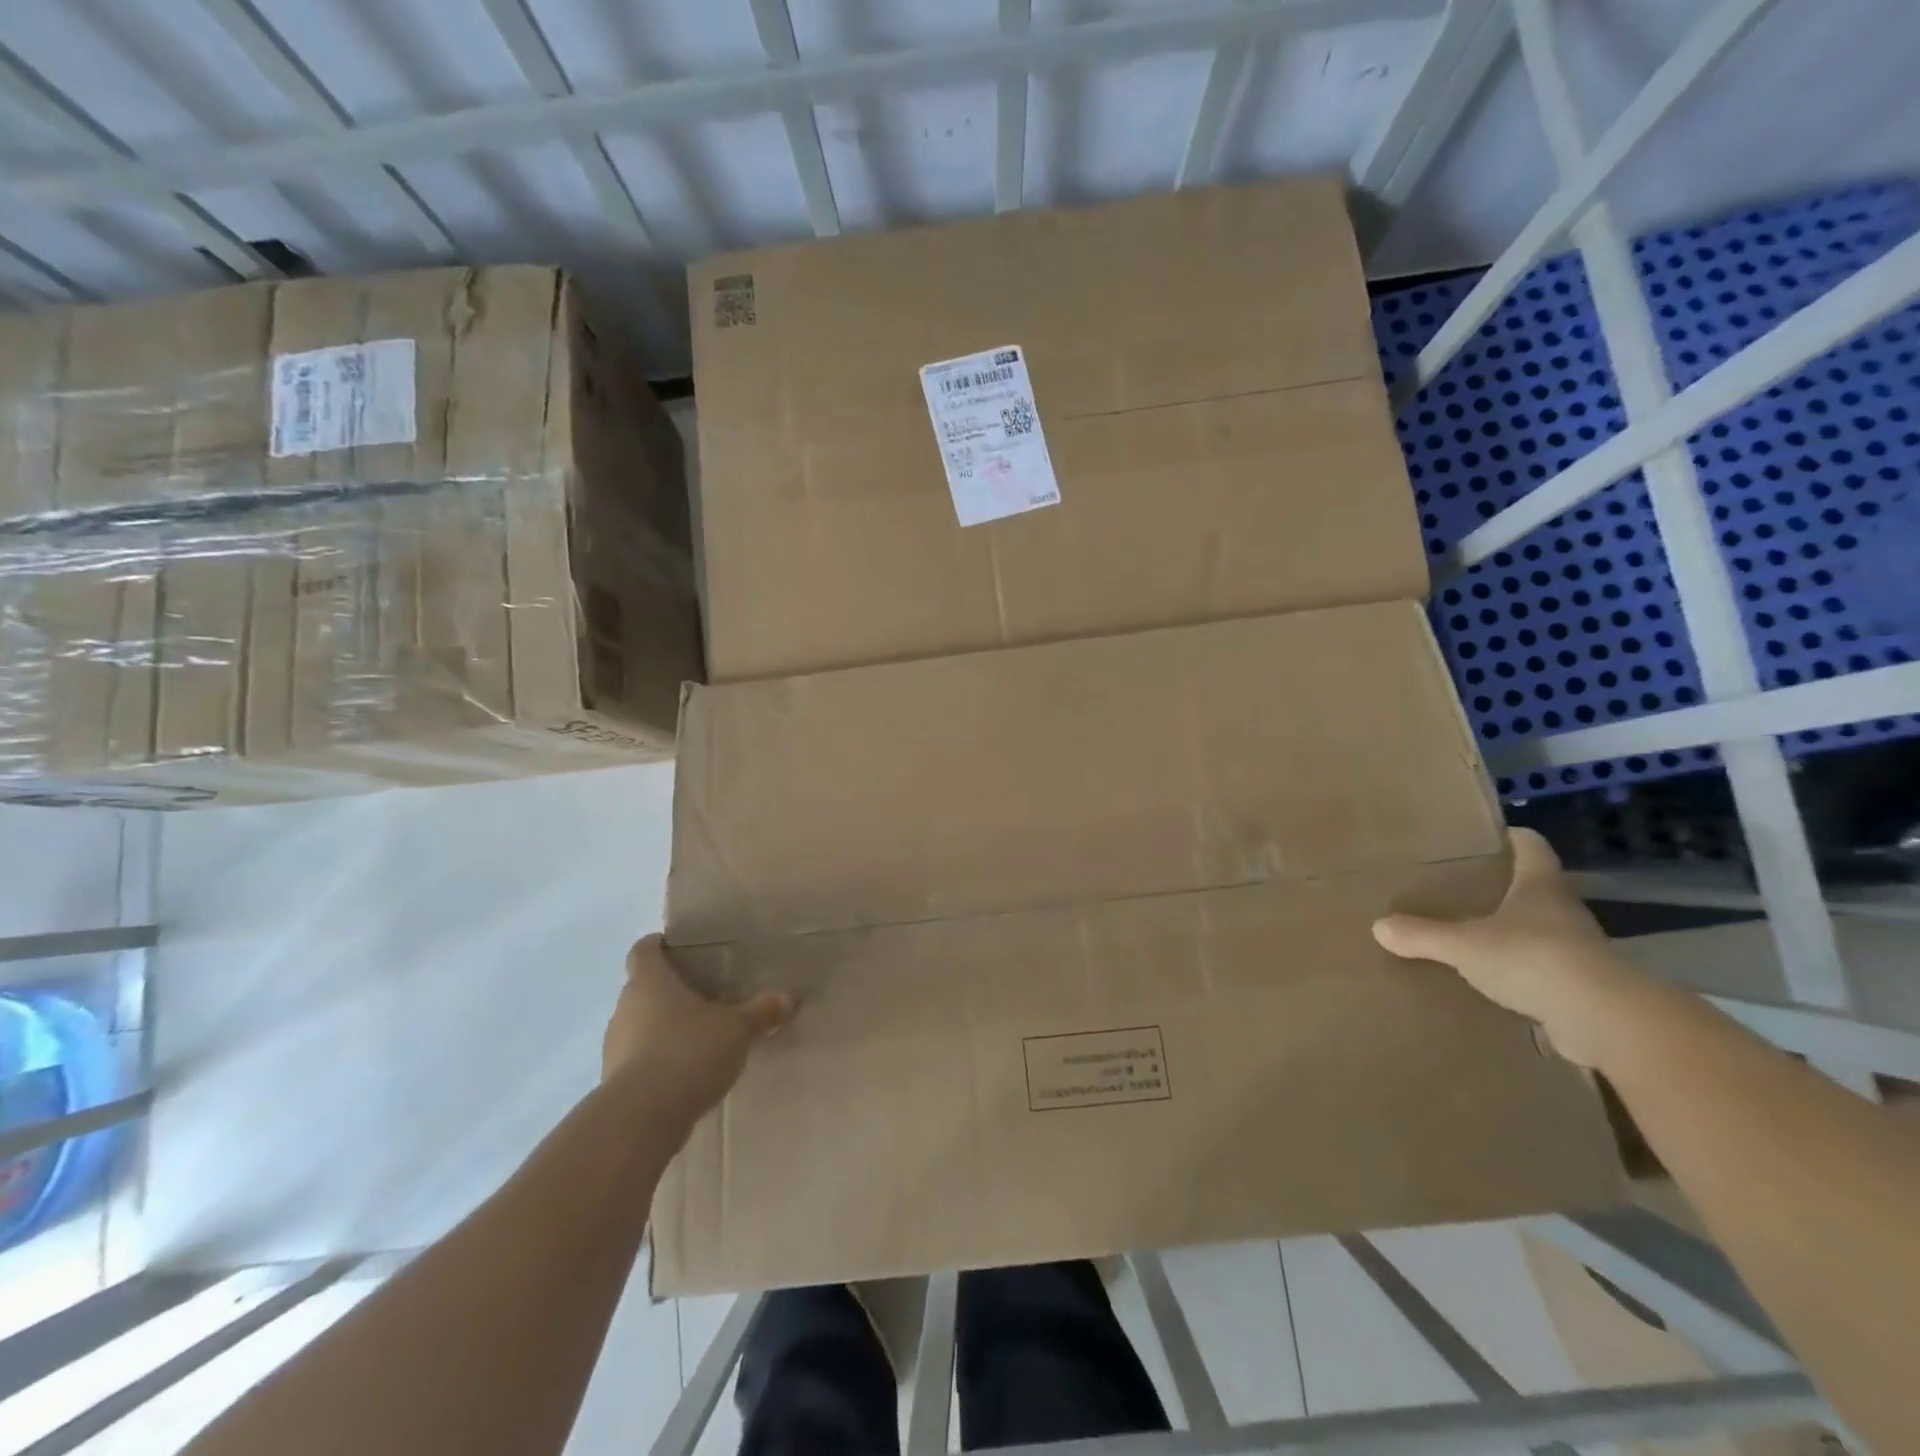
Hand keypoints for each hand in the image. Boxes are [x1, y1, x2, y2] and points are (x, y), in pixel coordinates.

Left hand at [602, 935, 794, 1126]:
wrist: (641, 1118)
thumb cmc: (688, 1052)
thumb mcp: (737, 1029)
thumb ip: (762, 1011)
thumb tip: (789, 997)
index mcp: (649, 981)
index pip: (643, 950)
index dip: (659, 946)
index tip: (679, 949)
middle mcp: (625, 1007)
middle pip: (642, 988)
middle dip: (669, 991)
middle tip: (704, 995)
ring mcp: (614, 1046)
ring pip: (639, 1025)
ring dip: (662, 1028)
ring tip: (698, 1037)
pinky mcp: (614, 1082)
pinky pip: (638, 1059)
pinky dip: (658, 1060)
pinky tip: (686, 1073)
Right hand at [1371, 828, 1643, 1067]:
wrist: (1606, 1021)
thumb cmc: (1533, 959)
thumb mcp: (1464, 945)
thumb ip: (1422, 935)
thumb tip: (1379, 927)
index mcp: (1540, 886)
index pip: (1531, 846)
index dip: (1511, 837)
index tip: (1488, 836)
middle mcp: (1564, 911)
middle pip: (1534, 888)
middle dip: (1503, 888)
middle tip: (1462, 890)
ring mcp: (1579, 950)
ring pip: (1540, 930)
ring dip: (1513, 933)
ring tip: (1471, 938)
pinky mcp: (1584, 988)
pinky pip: (1544, 971)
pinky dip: (1521, 973)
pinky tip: (1492, 983)